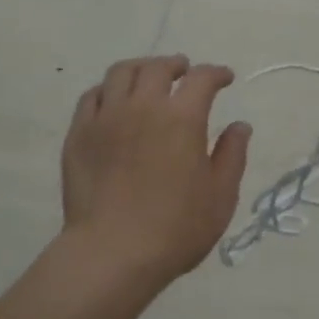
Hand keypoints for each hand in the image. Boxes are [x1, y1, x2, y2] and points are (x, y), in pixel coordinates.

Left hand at [61, 55, 251, 284]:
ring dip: (141, 68)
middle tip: (184, 71)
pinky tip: (114, 100)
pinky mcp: (79, 134)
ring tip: (148, 78)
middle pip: (158, 68)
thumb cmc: (176, 230)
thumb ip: (232, 156)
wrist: (112, 253)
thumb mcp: (220, 197)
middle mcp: (142, 106)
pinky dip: (109, 90)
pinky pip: (92, 96)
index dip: (216, 73)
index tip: (225, 78)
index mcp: (182, 118)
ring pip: (121, 73)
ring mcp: (106, 117)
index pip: (202, 79)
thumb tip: (239, 126)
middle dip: (177, 65)